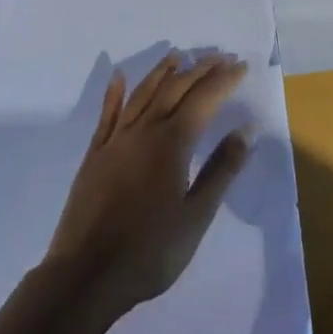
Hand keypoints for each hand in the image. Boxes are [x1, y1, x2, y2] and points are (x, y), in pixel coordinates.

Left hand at [44, 51, 254, 318]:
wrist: (85, 277)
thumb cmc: (149, 251)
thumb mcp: (196, 216)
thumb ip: (222, 170)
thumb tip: (248, 129)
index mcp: (173, 142)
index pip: (204, 99)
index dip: (224, 79)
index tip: (241, 65)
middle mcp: (145, 129)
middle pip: (176, 88)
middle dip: (200, 69)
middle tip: (220, 56)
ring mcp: (116, 140)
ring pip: (143, 93)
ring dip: (162, 71)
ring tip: (178, 56)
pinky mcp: (95, 155)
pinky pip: (107, 115)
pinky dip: (114, 93)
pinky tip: (119, 77)